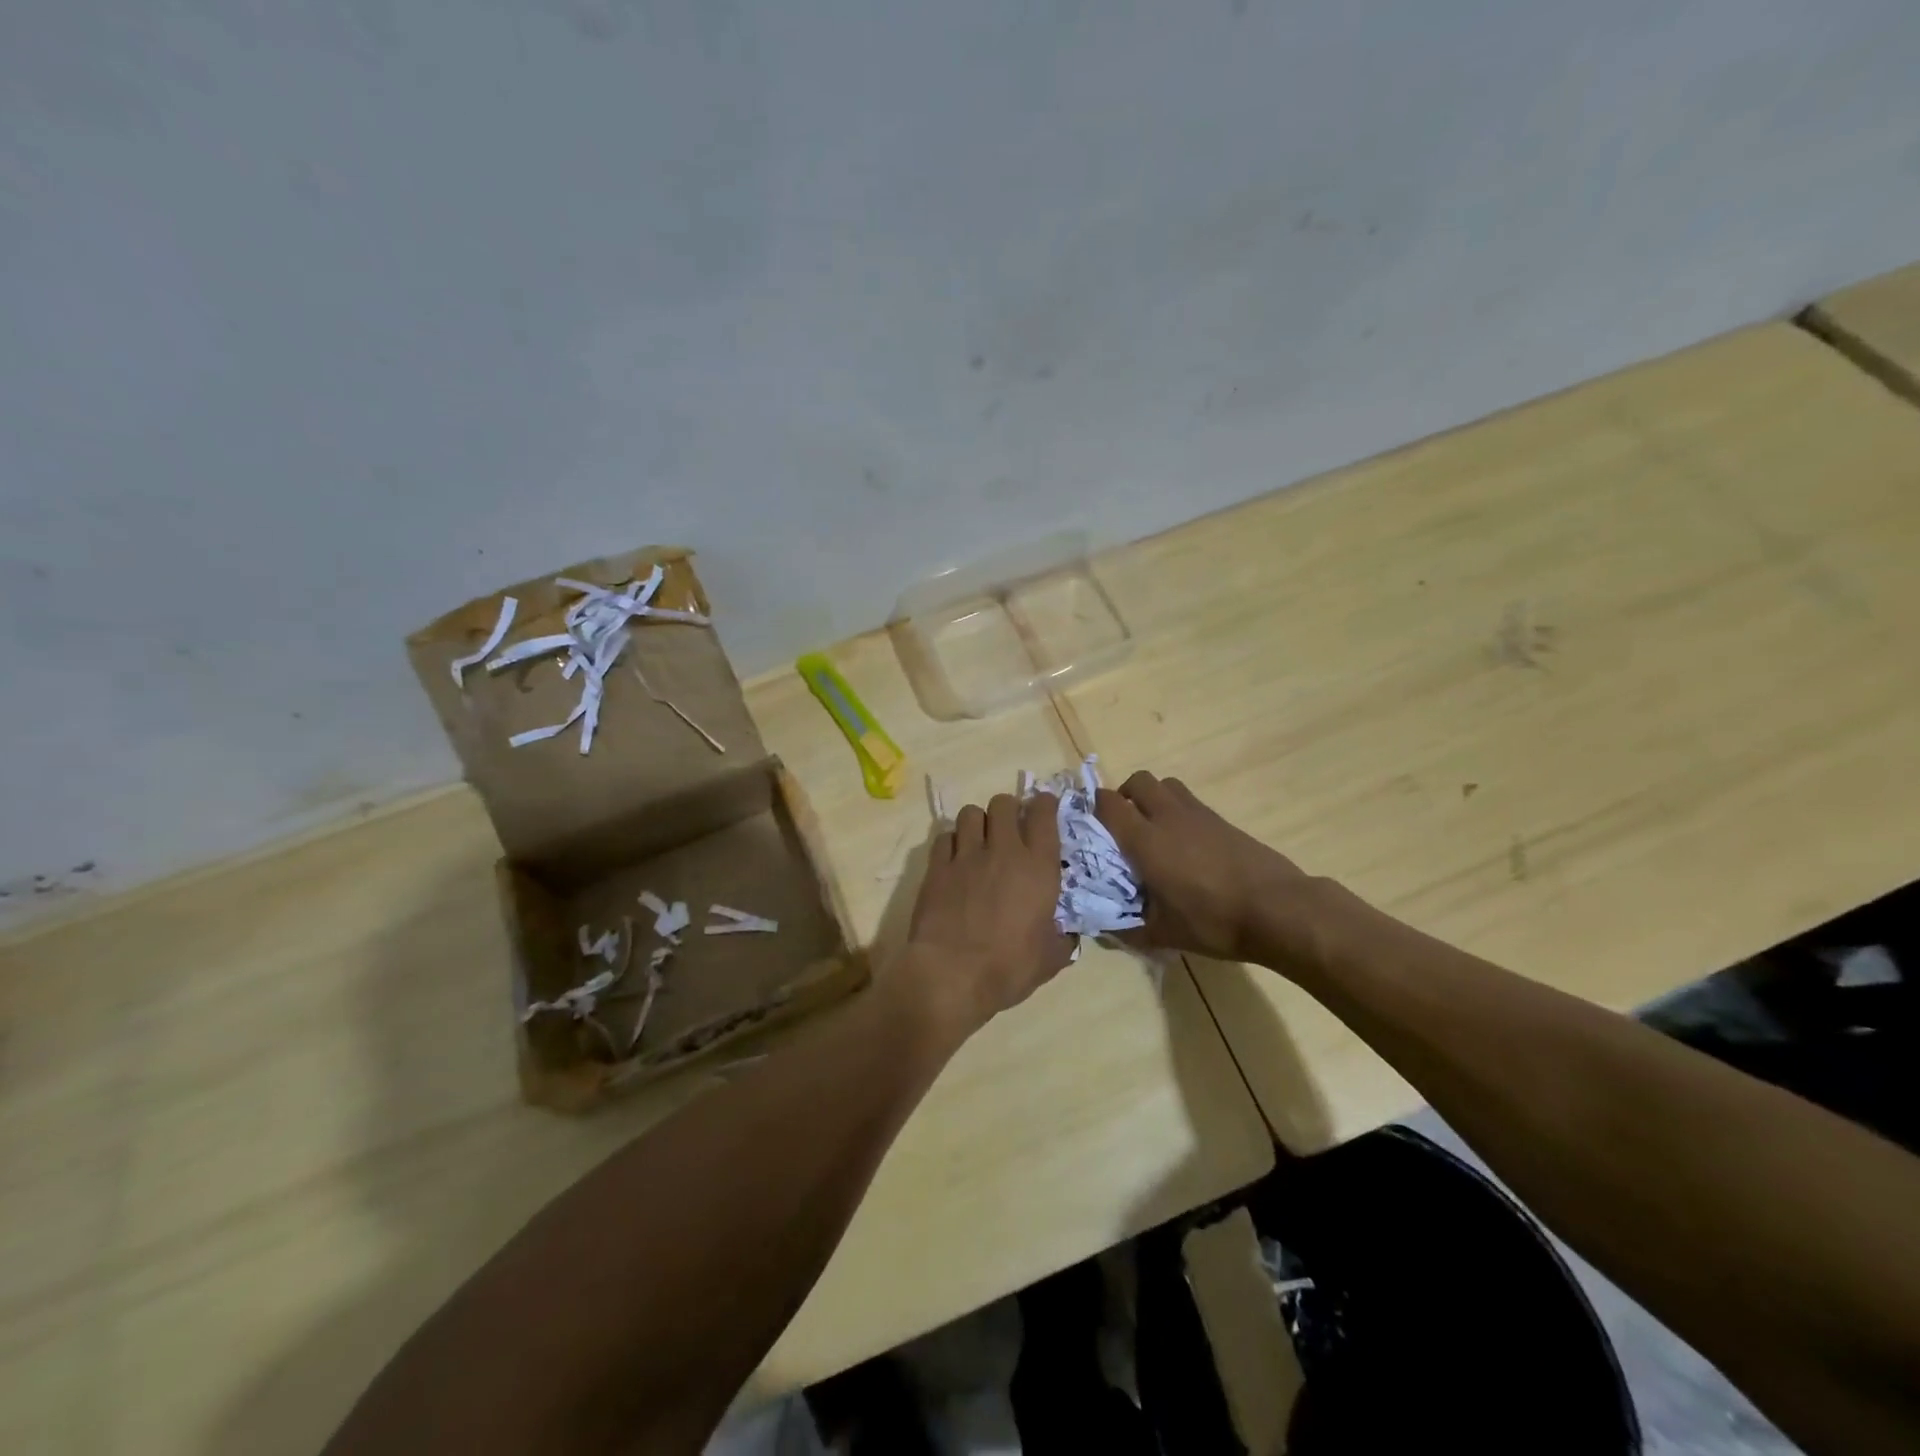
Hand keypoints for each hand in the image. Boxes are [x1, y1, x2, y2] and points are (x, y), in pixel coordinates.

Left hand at [905, 793, 1075, 1032]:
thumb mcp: (1050, 959)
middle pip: (1003, 803)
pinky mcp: (937, 866)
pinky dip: (952, 842)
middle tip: (1008, 828)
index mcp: (1038, 867)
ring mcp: (966, 855)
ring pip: (971, 813)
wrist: (952, 974)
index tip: (1043, 808)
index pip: (1043, 813)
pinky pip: (944, 836)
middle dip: (1008, 810)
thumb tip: (1067, 937)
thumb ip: (1062, 940)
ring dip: (978, 822)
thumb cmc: (1008, 967)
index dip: (1044, 804)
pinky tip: (954, 859)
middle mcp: (1003, 850)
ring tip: (978, 840)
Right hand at [1096, 770, 1318, 963]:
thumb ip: (1129, 928)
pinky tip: (1185, 845)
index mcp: (1146, 841)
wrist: (1278, 909)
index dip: (1093, 808)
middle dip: (1124, 795)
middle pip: (1138, 781)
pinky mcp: (1221, 820)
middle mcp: (1168, 817)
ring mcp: (1198, 814)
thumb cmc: (1214, 921)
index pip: (1108, 804)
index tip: (1089, 827)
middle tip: (1123, 826)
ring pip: (1166, 785)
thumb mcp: (1165, 933)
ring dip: (1153, 798)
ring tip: (1153, 830)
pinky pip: (1189, 801)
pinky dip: (1177, 811)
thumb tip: (1105, 928)